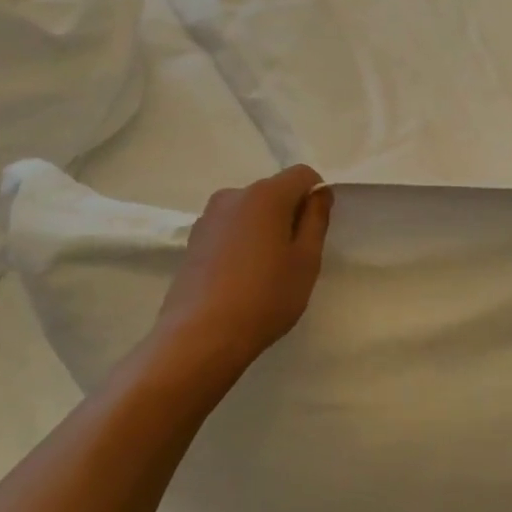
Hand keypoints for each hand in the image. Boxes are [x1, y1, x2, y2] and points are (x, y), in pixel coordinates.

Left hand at [144, 165, 333, 397]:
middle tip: (295, 256)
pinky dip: (242, 242)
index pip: (303, 174)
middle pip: (274, 191)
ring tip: (266, 271)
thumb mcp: (306, 260)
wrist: (200, 337)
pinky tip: (241, 278)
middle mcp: (233, 196)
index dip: (316, 195)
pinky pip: (230, 229)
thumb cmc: (265, 297)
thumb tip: (318, 193)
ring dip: (264, 228)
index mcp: (266, 194)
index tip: (316, 230)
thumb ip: (316, 219)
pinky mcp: (193, 240)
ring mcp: (208, 218)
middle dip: (289, 213)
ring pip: (250, 211)